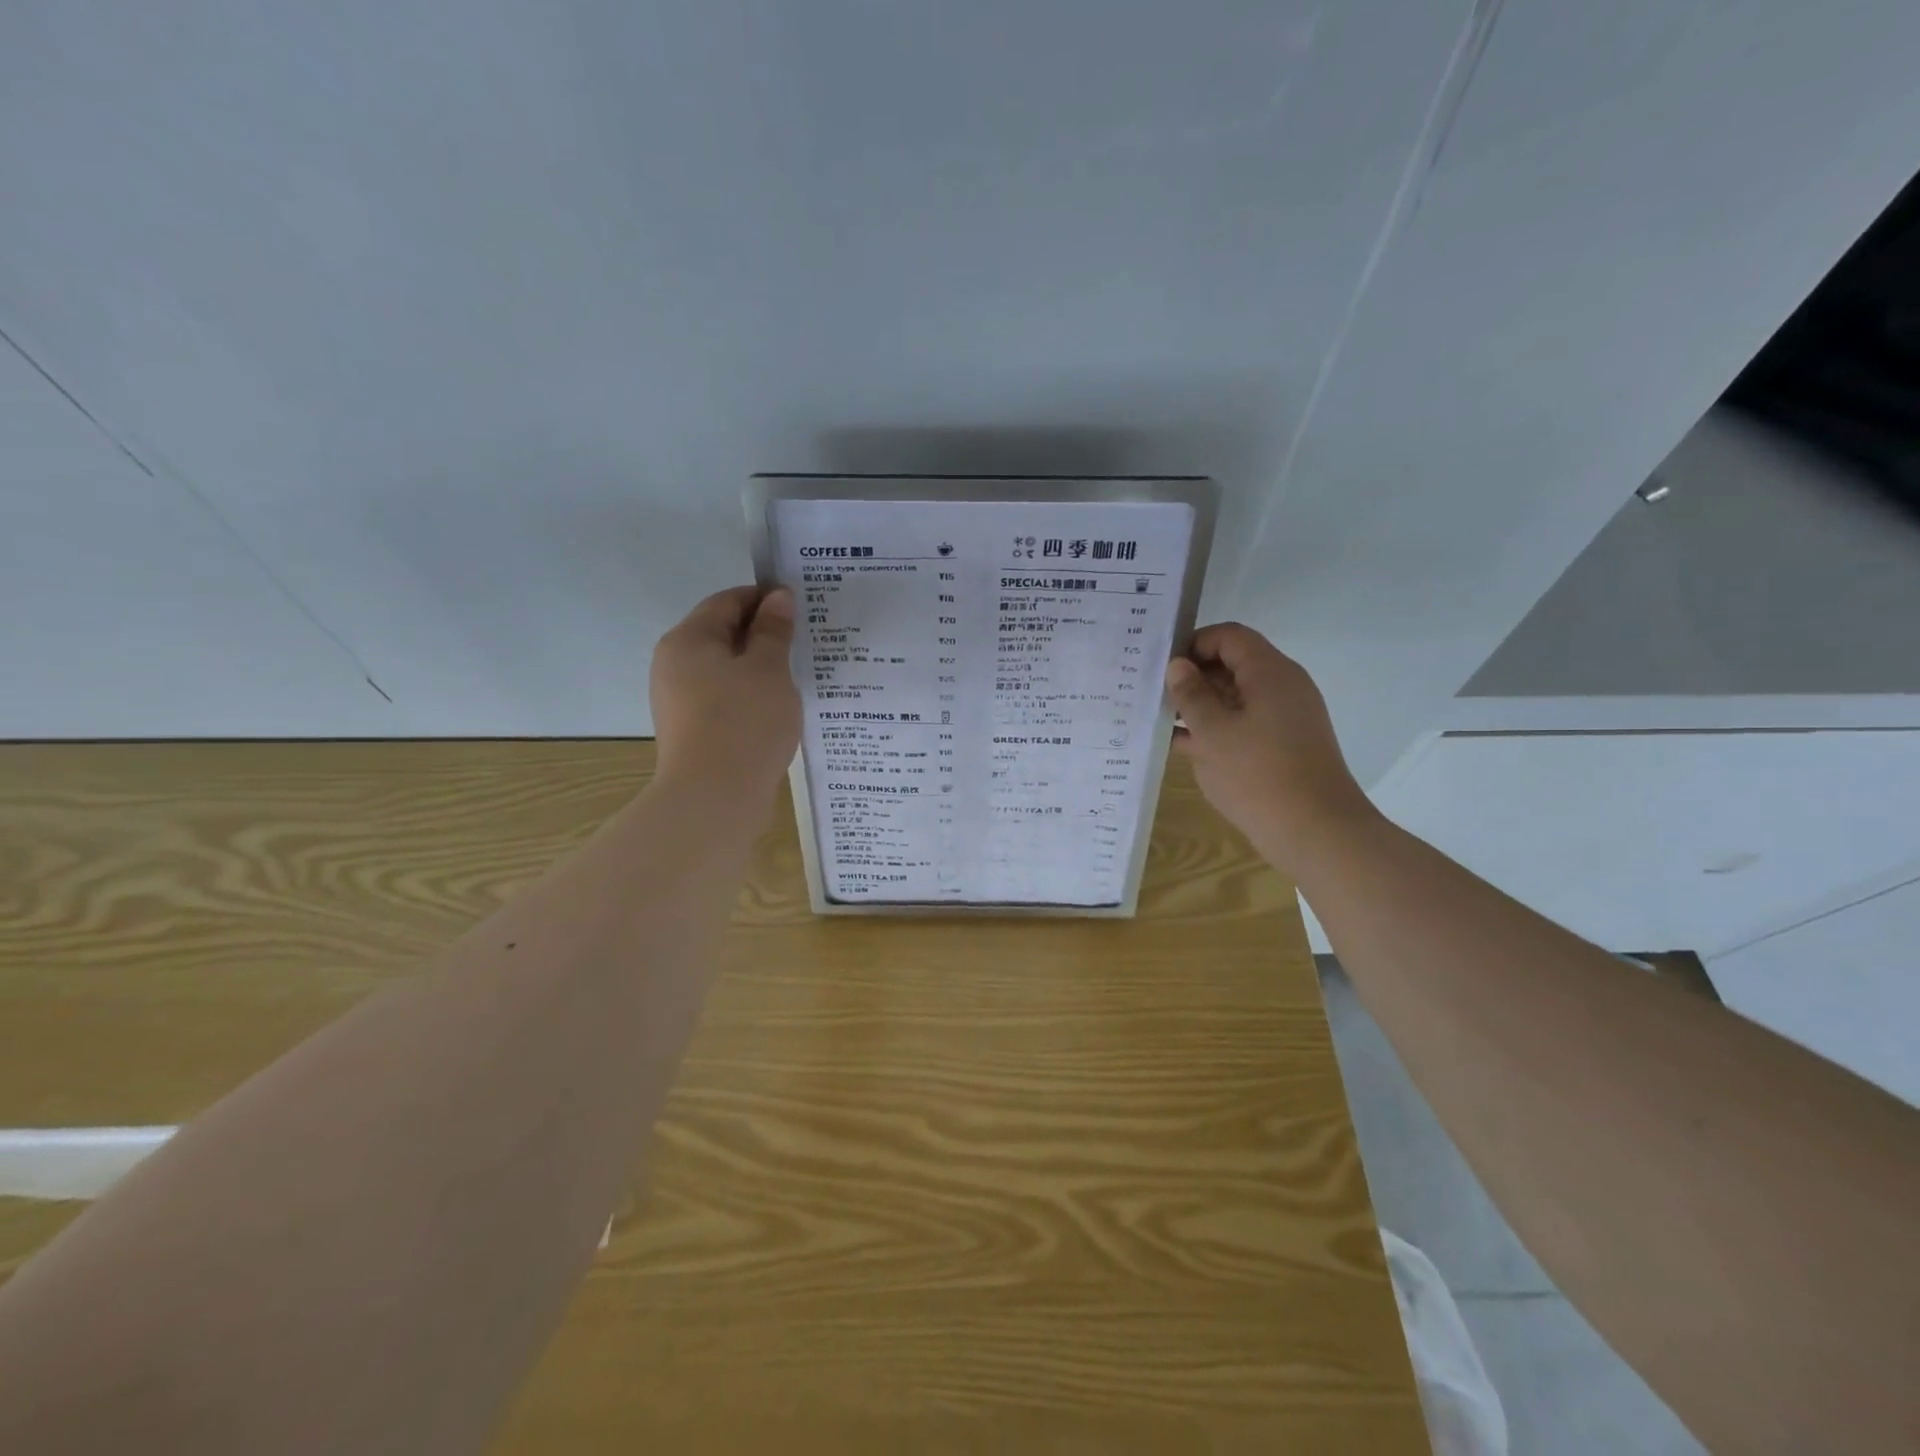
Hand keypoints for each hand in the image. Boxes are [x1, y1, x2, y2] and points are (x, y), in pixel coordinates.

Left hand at [650, 586, 801, 800]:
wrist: (714, 800)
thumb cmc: (744, 723)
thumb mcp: (769, 669)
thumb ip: (774, 630)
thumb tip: (778, 597)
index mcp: (687, 640)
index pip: (728, 601)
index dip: (765, 598)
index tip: (802, 606)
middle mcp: (674, 665)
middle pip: (723, 634)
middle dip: (765, 634)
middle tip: (807, 640)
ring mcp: (680, 701)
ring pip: (726, 670)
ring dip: (760, 668)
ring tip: (800, 675)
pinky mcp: (693, 730)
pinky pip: (725, 699)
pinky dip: (751, 696)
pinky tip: (779, 708)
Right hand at [1164, 623, 1378, 876]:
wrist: (1315, 832)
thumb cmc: (1258, 775)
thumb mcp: (1212, 732)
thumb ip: (1191, 694)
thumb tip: (1178, 665)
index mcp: (1270, 673)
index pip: (1229, 637)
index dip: (1194, 644)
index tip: (1162, 666)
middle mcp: (1282, 687)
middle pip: (1233, 665)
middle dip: (1193, 676)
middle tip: (1153, 692)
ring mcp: (1284, 718)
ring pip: (1235, 698)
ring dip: (1199, 705)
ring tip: (1158, 718)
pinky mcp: (1282, 746)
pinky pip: (1243, 724)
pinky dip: (1214, 729)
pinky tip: (1179, 744)